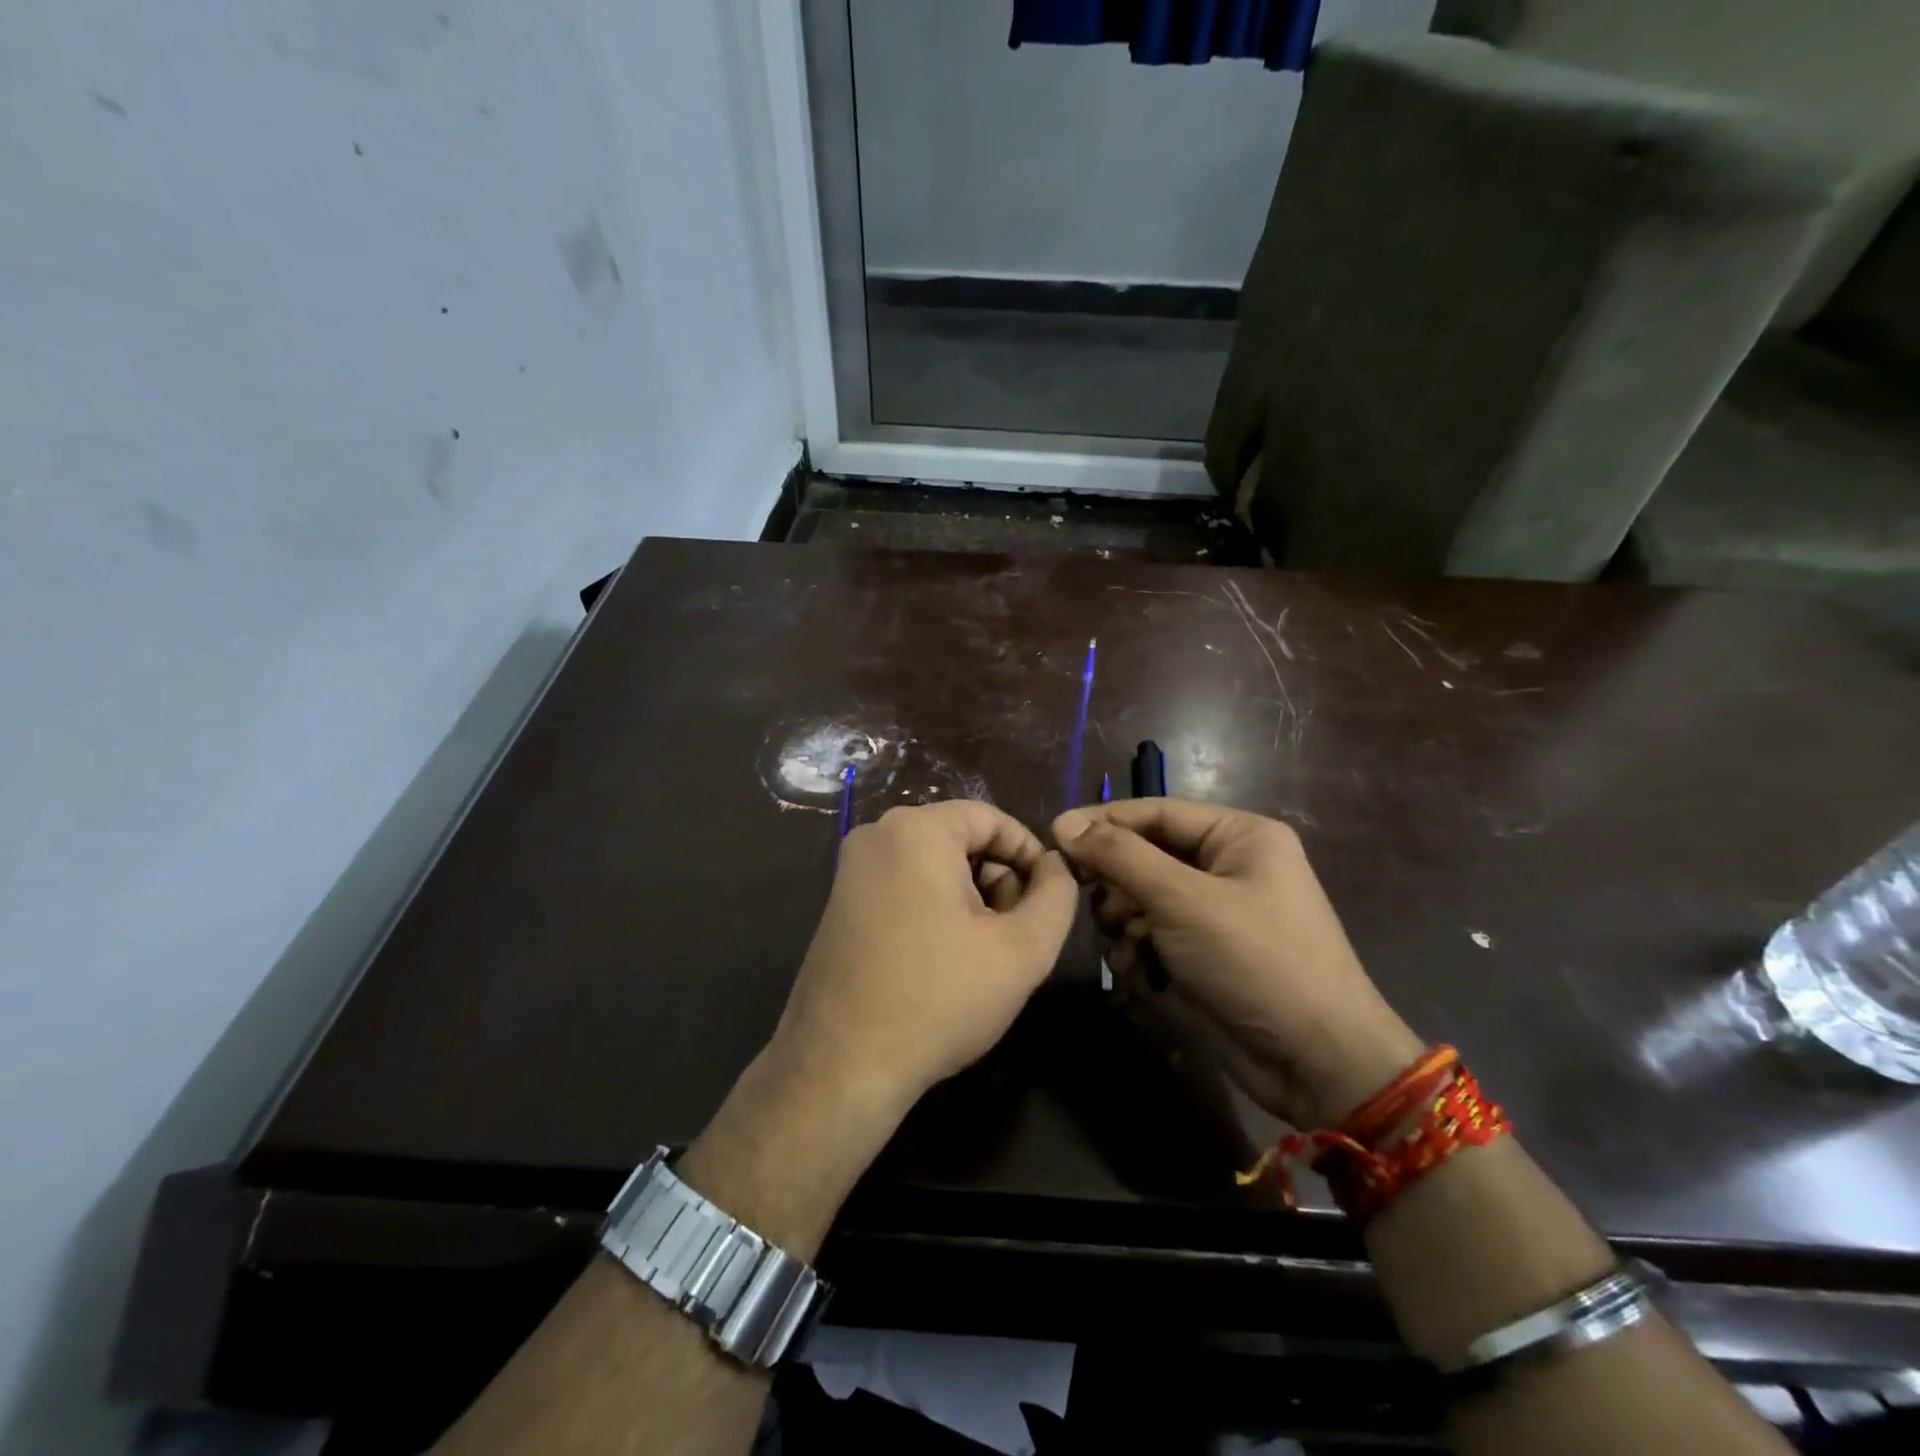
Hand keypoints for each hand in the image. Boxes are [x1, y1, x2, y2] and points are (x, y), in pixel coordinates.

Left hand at [771, 800, 1078, 1122]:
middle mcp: (876, 835)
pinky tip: (943, 961)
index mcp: (915, 830)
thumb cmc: (938, 999)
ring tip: (980, 956)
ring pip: (935, 865)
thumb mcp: (1021, 950)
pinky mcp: (840, 903)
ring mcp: (851, 870)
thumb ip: (1056, 896)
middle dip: (998, 881)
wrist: (841, 1066)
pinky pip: (905, 886)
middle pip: (961, 840)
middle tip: (1012, 936)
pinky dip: (935, 910)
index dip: (1029, 854)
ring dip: (969, 900)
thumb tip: (1055, 867)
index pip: (991, 818)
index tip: (1048, 899)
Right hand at [1053, 800, 1422, 1128]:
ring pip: (1147, 895)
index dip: (1103, 822)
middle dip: (1117, 880)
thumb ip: (1120, 857)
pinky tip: (1134, 970)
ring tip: (1124, 944)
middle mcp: (1231, 864)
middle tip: (1083, 898)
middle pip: (1149, 854)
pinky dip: (1141, 946)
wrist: (1318, 1062)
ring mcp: (1221, 910)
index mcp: (1239, 835)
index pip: (1156, 812)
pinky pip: (1159, 931)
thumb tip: (1064, 824)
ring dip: (1125, 918)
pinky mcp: (1210, 950)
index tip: (1053, 836)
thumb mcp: (1182, 900)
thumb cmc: (1255, 962)